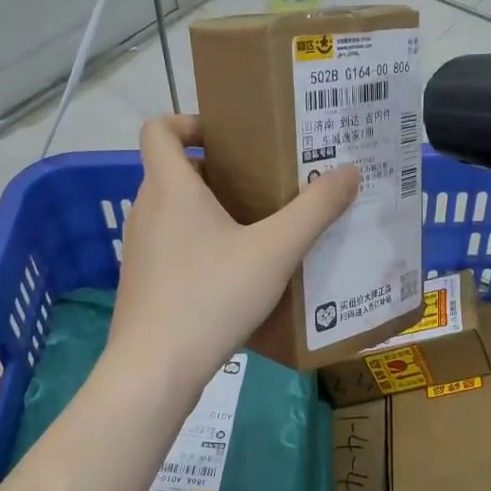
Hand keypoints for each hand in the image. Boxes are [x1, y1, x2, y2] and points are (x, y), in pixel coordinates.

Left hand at [108, 115, 358, 389]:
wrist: (155, 369)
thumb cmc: (212, 297)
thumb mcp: (275, 252)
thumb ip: (315, 210)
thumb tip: (350, 170)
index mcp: (171, 188)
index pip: (158, 129)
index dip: (188, 121)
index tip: (228, 137)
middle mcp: (147, 210)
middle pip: (175, 172)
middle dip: (219, 172)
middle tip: (265, 185)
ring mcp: (140, 250)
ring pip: (175, 213)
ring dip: (212, 212)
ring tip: (259, 231)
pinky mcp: (143, 283)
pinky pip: (173, 248)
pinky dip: (201, 247)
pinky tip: (236, 277)